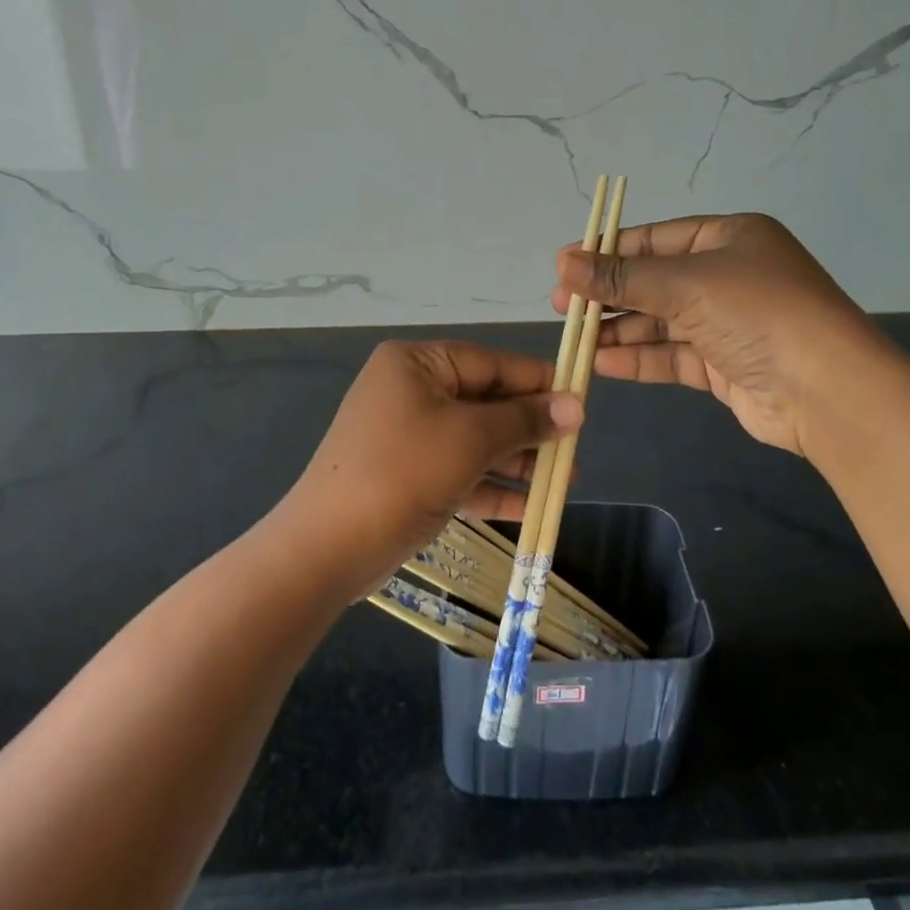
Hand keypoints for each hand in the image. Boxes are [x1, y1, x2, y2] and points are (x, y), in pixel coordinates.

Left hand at [276, 341, 583, 598]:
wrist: (328, 547)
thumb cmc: (403, 472)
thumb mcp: (470, 439)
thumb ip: (524, 419)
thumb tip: (575, 406)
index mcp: (417, 364)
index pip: (490, 363)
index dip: (537, 380)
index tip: (581, 399)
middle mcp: (410, 391)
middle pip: (484, 401)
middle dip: (530, 427)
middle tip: (575, 447)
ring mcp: (406, 435)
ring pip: (474, 439)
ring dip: (517, 460)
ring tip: (565, 480)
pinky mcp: (407, 475)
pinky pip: (458, 471)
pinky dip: (491, 486)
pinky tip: (531, 506)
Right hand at [554, 212, 883, 455]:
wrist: (827, 391)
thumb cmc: (757, 313)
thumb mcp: (686, 284)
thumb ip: (622, 277)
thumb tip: (562, 262)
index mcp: (729, 238)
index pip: (655, 239)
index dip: (608, 252)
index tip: (564, 267)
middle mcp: (729, 275)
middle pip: (654, 281)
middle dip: (609, 295)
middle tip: (563, 308)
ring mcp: (728, 323)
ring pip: (660, 321)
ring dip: (619, 330)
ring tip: (576, 341)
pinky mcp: (725, 366)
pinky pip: (673, 355)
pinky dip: (639, 358)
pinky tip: (603, 363)